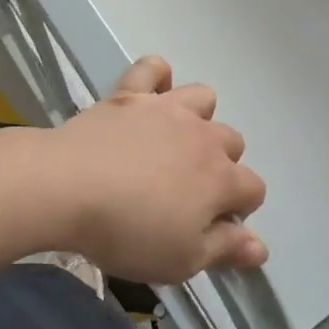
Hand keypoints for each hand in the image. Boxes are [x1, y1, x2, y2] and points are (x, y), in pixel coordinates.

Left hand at [45, 56, 267, 284]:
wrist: (68, 187)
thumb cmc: (128, 232)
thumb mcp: (182, 260)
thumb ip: (225, 249)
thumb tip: (260, 248)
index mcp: (221, 179)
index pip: (254, 189)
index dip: (240, 210)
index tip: (213, 227)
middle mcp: (203, 136)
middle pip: (233, 142)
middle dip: (221, 165)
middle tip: (187, 191)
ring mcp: (167, 109)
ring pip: (204, 98)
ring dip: (198, 118)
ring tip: (172, 142)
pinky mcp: (131, 94)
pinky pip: (153, 68)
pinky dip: (157, 77)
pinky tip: (148, 96)